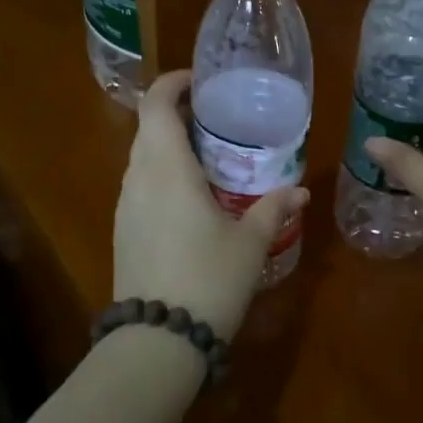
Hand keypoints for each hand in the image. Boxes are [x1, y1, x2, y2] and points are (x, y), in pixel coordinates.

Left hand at [114, 70, 308, 339]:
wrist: (157, 341)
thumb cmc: (208, 280)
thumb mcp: (249, 243)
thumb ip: (273, 209)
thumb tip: (300, 190)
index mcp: (167, 168)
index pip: (156, 104)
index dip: (173, 83)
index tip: (201, 81)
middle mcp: (138, 178)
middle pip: (147, 127)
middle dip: (176, 114)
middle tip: (216, 120)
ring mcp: (125, 206)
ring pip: (142, 158)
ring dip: (168, 146)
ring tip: (209, 156)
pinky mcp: (122, 231)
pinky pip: (140, 185)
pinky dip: (162, 175)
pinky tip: (191, 198)